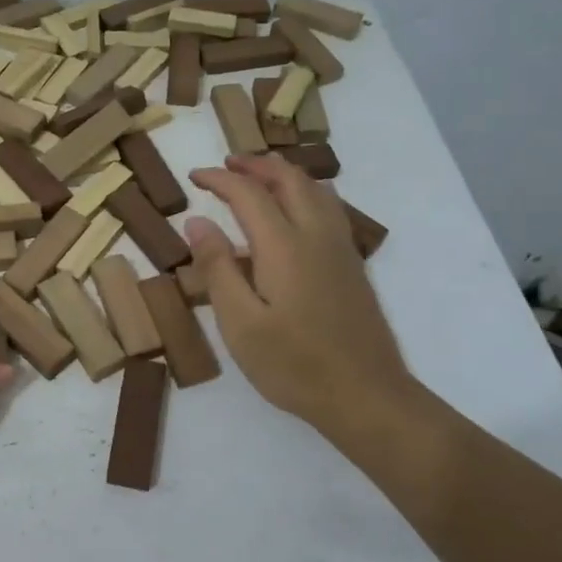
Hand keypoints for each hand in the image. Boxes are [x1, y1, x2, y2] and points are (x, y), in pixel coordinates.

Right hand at [187, 155, 415, 449]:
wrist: (367, 396)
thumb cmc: (294, 364)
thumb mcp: (240, 323)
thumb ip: (217, 268)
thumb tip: (197, 222)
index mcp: (284, 246)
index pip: (248, 193)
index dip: (219, 179)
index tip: (195, 177)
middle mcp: (316, 235)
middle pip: (289, 178)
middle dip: (255, 165)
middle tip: (227, 166)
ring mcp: (340, 248)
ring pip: (315, 189)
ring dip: (283, 174)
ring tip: (259, 178)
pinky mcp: (353, 265)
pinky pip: (329, 207)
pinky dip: (305, 192)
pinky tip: (296, 211)